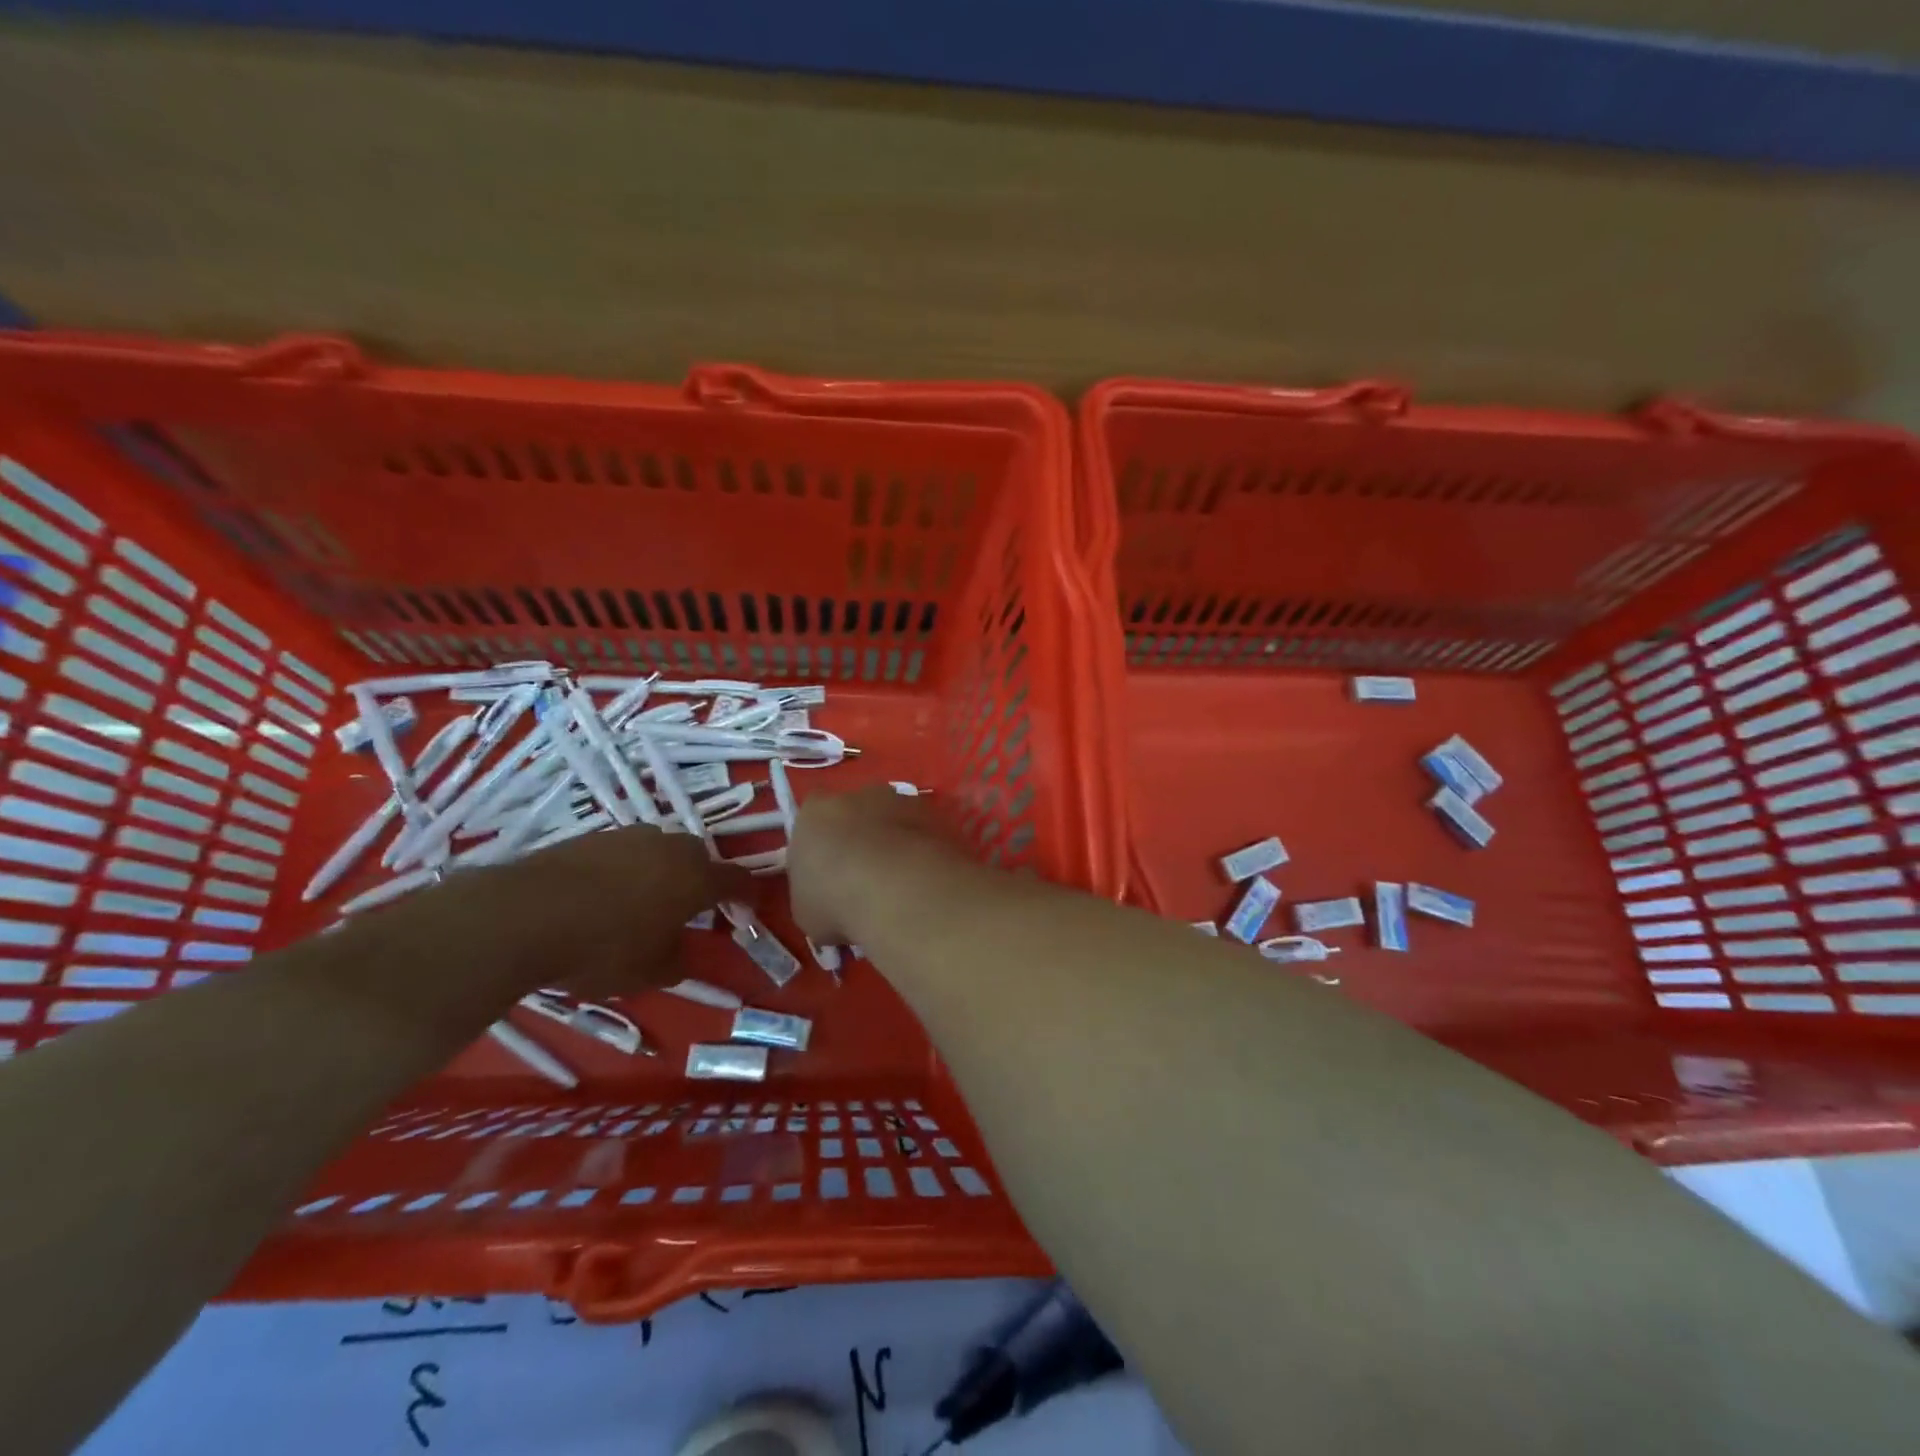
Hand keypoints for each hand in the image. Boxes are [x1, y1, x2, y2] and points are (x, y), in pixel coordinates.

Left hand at [355, 825, 746, 1007]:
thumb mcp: (650, 972)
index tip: (748, 909)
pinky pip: (623, 852)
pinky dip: (625, 870)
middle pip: (699, 858)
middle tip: (690, 908)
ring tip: (643, 901)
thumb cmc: (603, 948)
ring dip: (661, 871)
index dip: (747, 895)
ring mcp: (629, 836)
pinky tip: (603, 895)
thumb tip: (682, 953)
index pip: (738, 880)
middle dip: (701, 880)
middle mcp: (670, 847)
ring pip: (659, 851)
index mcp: (696, 878)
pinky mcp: (592, 836)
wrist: (525, 915)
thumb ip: (678, 960)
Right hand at [788, 786, 960, 944]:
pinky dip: (923, 851)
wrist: (899, 892)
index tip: (828, 869)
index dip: (821, 841)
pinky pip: (924, 833)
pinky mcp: (936, 816)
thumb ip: (813, 891)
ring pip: (894, 819)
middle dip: (861, 836)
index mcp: (815, 812)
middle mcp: (858, 795)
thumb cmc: (836, 900)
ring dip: (895, 842)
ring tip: (900, 883)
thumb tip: (826, 898)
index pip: (813, 816)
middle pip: (857, 811)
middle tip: (865, 876)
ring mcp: (901, 801)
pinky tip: (924, 881)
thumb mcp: (805, 910)